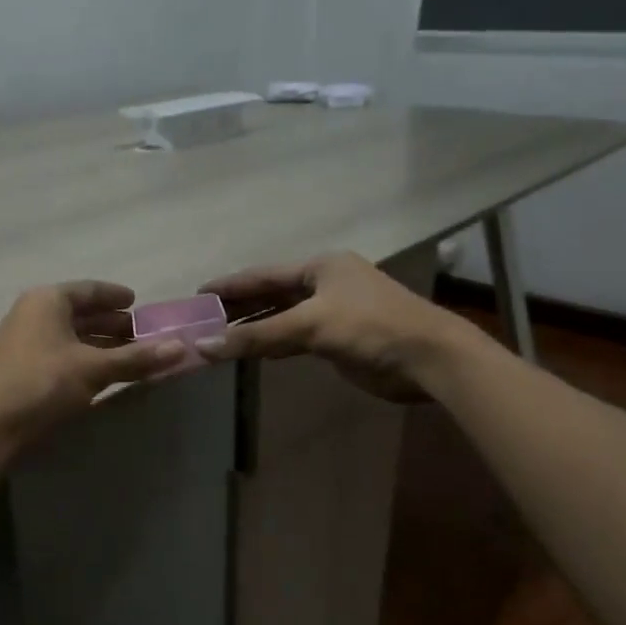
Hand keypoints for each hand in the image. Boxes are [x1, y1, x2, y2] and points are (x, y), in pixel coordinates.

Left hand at [0, 281, 184, 451]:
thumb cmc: (40, 384)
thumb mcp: (93, 369)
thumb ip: (136, 358)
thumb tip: (181, 347)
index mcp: (48, 300)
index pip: (89, 289)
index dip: (116, 295)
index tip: (138, 302)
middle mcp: (33, 314)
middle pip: (80, 313)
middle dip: (112, 324)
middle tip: (143, 334)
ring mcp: (23, 342)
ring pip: (70, 336)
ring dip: (100, 345)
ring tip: (130, 356)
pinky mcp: (20, 369)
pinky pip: (61, 355)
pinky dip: (84, 360)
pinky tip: (101, 375)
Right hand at [195, 252, 471, 402]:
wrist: (428, 358)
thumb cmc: (370, 327)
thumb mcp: (310, 325)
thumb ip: (257, 336)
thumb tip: (204, 347)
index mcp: (320, 267)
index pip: (263, 274)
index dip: (230, 285)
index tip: (197, 294)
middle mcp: (325, 284)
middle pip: (271, 294)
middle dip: (239, 308)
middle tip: (201, 320)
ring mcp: (333, 312)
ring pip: (283, 318)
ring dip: (254, 328)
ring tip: (218, 338)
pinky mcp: (340, 339)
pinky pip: (296, 338)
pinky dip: (274, 344)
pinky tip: (254, 352)